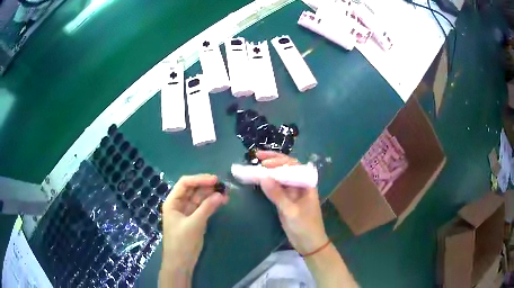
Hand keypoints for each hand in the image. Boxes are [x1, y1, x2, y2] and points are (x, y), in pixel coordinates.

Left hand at [160, 174, 228, 281]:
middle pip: (193, 189)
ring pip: (200, 198)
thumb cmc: (182, 242)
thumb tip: (220, 194)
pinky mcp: (195, 219)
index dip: (199, 179)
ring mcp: (188, 212)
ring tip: (226, 193)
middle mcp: (179, 204)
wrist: (181, 262)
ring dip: (211, 195)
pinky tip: (222, 202)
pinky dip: (212, 204)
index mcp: (173, 202)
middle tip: (224, 186)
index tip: (215, 180)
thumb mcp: (194, 224)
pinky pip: (204, 207)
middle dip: (207, 186)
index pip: (185, 183)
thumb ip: (207, 208)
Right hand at [256, 151, 328, 254]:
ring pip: (279, 177)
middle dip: (272, 161)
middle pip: (286, 168)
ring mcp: (292, 193)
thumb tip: (263, 177)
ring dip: (268, 171)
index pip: (293, 165)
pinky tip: (258, 180)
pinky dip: (267, 184)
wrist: (309, 243)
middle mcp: (299, 185)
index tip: (264, 162)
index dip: (279, 161)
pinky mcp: (285, 201)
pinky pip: (275, 188)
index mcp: (306, 183)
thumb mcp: (291, 211)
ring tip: (255, 165)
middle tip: (257, 157)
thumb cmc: (305, 226)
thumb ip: (278, 195)